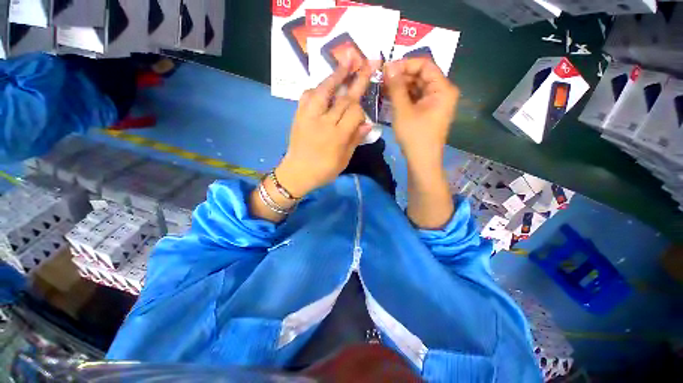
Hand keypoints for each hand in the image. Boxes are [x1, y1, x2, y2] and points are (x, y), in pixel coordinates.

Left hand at [276, 59, 375, 197]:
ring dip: (337, 74)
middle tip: (369, 61)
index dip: (361, 109)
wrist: (297, 173)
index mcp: (337, 136)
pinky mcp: (299, 115)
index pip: (354, 112)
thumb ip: (355, 140)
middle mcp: (324, 122)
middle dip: (357, 79)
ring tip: (347, 58)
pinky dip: (316, 88)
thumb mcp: (344, 160)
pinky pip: (307, 95)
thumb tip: (368, 123)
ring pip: (324, 90)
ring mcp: (309, 116)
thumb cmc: (324, 170)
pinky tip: (323, 85)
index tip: (363, 111)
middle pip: (343, 98)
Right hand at [384, 59, 457, 228]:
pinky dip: (404, 97)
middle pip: (422, 76)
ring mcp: (436, 103)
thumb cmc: (414, 136)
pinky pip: (417, 98)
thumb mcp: (403, 110)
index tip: (387, 69)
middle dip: (402, 76)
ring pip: (418, 87)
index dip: (405, 64)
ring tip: (384, 89)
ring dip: (401, 87)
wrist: (421, 161)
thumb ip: (396, 86)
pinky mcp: (429, 112)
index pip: (425, 65)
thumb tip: (389, 65)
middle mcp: (443, 92)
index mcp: (443, 89)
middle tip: (382, 80)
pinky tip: (391, 98)